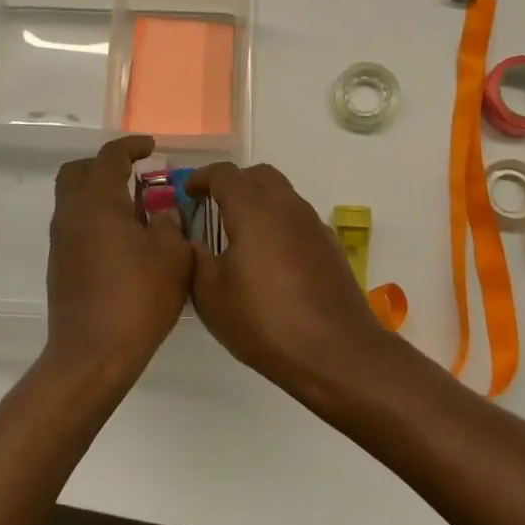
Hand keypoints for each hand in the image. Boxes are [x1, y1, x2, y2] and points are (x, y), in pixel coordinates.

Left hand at [46, 135, 193, 382]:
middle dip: (105, 165)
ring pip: (74, 199)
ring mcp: (61, 241)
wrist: (92, 354)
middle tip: (135, 174)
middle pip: (78, 171)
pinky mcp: (60, 266)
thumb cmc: (137, 297)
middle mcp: (72, 213)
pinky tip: (125, 242)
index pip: (110, 156)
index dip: (131, 146)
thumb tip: (161, 213)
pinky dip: (96, 220)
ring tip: (137, 210)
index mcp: (98, 201)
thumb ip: (170, 224)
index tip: (152, 147)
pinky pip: (76, 226)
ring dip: (100, 194)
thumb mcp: (172, 256)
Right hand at [184, 163, 393, 393]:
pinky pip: (298, 219)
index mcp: (254, 210)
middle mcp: (287, 207)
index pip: (225, 174)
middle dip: (234, 183)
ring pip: (283, 195)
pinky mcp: (330, 246)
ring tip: (241, 235)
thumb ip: (197, 260)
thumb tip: (192, 241)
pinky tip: (270, 259)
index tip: (188, 193)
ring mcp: (313, 224)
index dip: (202, 177)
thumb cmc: (265, 322)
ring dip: (260, 202)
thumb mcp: (212, 296)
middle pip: (259, 175)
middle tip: (215, 206)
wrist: (336, 351)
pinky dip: (280, 224)